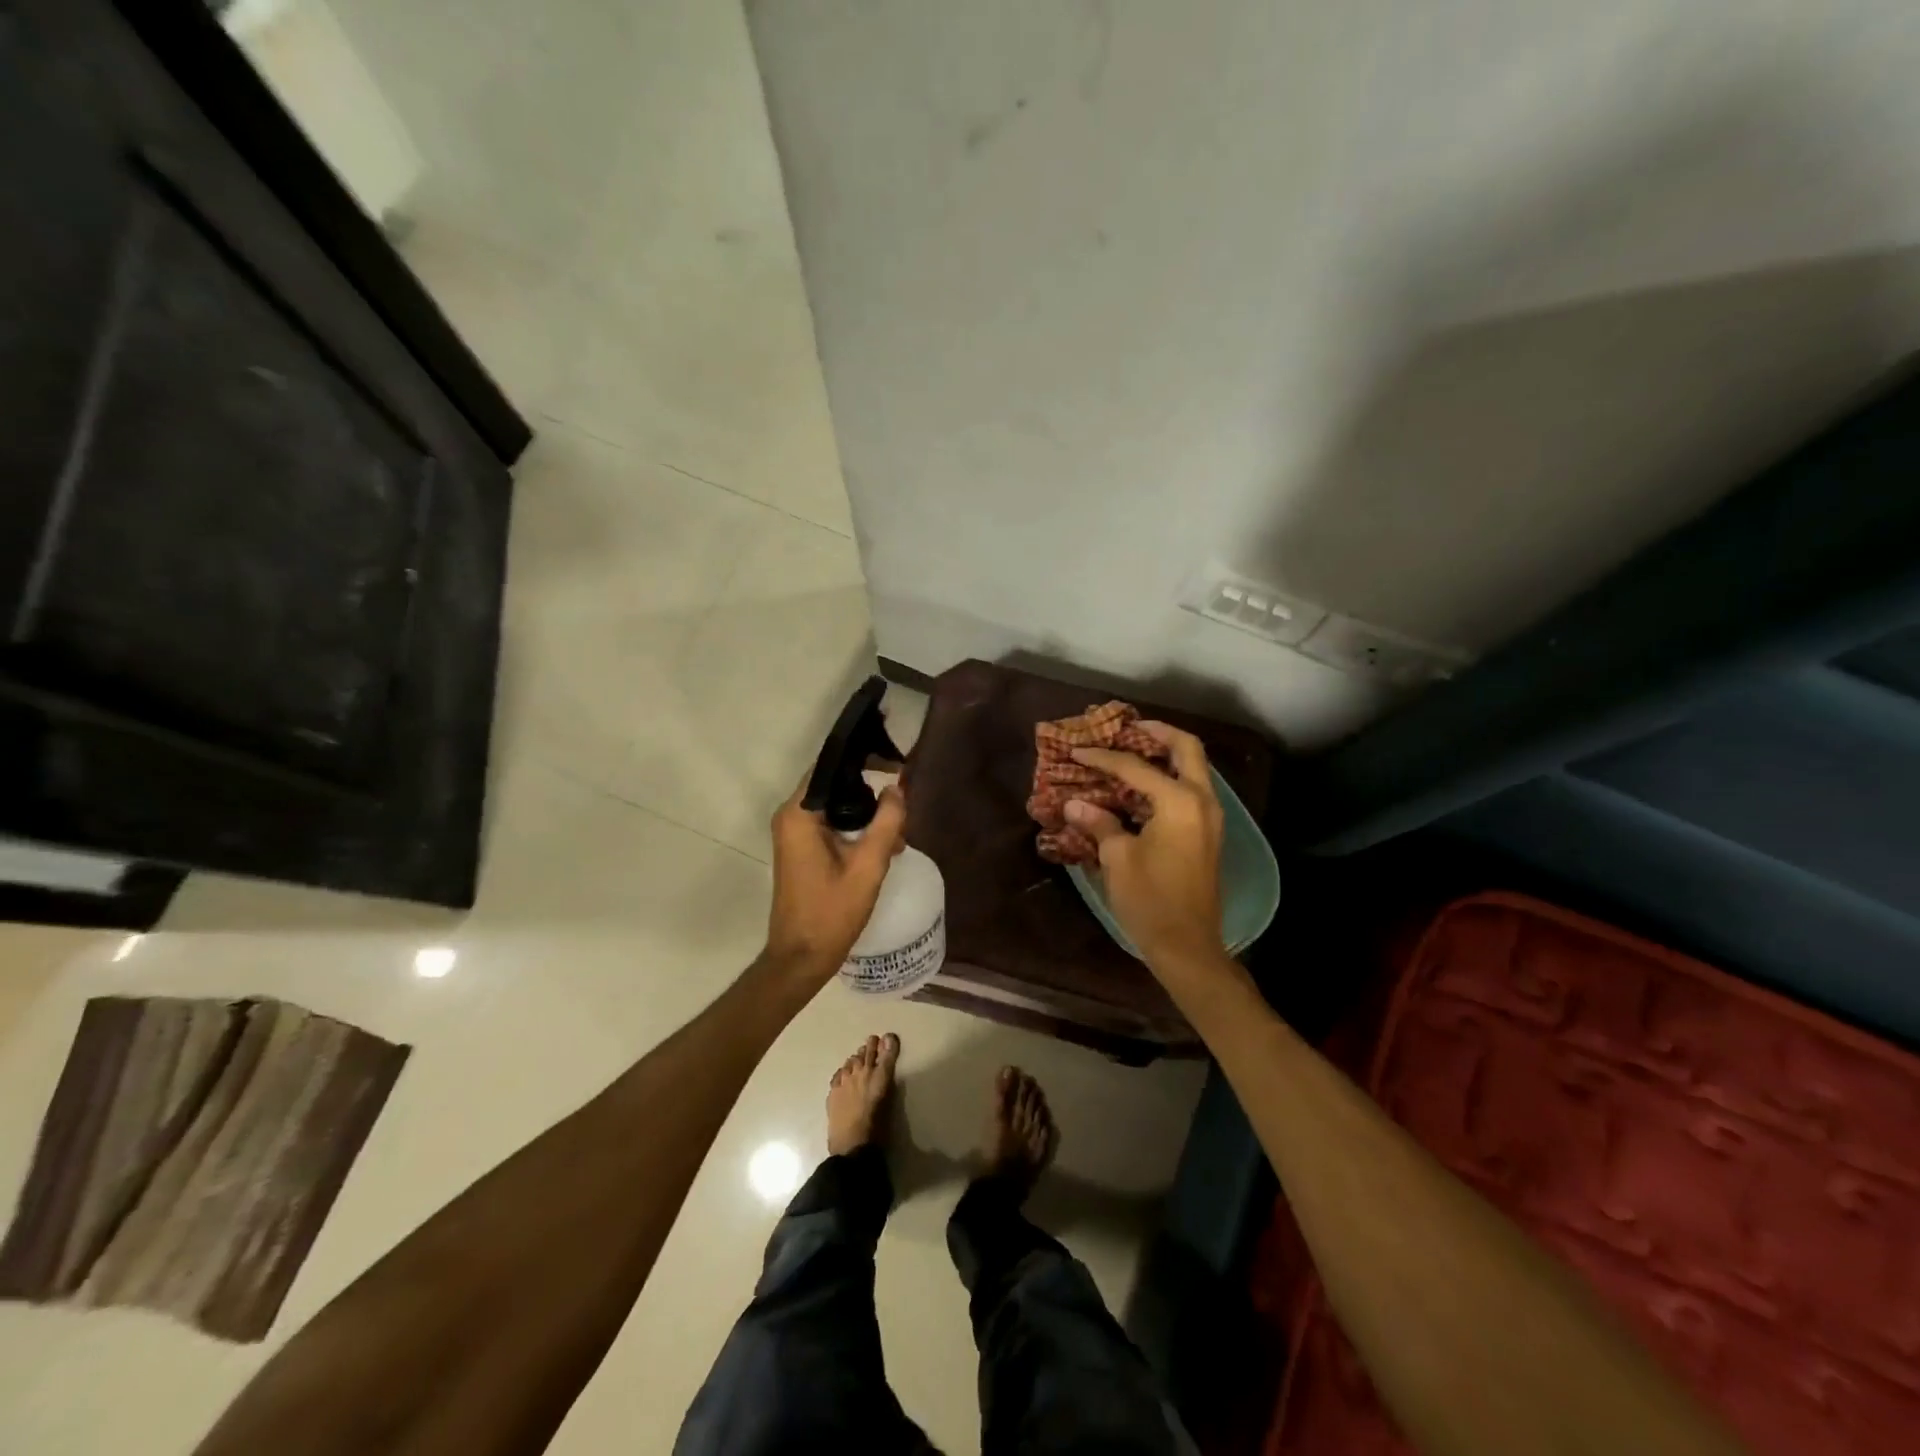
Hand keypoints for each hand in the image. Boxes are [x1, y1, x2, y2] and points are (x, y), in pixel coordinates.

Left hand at [763, 773, 907, 986]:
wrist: (802, 958)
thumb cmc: (832, 912)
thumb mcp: (868, 866)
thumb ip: (886, 823)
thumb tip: (897, 789)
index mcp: (799, 815)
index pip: (829, 767)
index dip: (863, 760)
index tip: (895, 764)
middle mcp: (790, 817)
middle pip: (834, 784)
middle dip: (870, 790)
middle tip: (903, 802)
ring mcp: (793, 833)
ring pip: (835, 805)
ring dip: (866, 813)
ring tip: (897, 831)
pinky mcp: (800, 848)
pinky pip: (830, 823)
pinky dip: (855, 828)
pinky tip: (882, 844)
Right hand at [1065, 723, 1226, 971]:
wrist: (1187, 946)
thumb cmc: (1150, 899)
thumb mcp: (1117, 858)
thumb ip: (1099, 823)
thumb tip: (1075, 803)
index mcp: (1180, 802)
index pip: (1136, 767)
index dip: (1103, 758)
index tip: (1077, 750)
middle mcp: (1202, 801)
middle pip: (1187, 749)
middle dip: (1157, 733)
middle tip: (1128, 728)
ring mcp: (1210, 818)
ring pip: (1193, 769)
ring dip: (1166, 755)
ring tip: (1132, 752)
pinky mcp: (1207, 834)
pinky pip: (1191, 791)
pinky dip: (1169, 779)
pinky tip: (1142, 788)